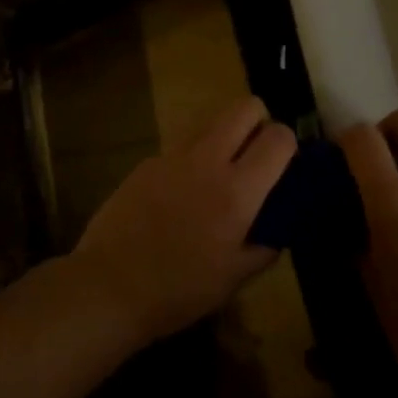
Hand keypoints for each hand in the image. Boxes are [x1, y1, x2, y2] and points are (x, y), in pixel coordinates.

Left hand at [70, 96, 296, 341]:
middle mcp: (207, 161)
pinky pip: (180, 144)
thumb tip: (277, 229)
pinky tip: (181, 192)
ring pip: (210, 119)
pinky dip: (193, 156)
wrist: (109, 286)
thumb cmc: (178, 289)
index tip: (285, 165)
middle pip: (244, 107)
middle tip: (256, 153)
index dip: (288, 144)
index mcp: (237, 190)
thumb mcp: (234, 279)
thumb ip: (264, 247)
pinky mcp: (146, 162)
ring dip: (225, 133)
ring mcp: (172, 157)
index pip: (278, 138)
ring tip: (220, 169)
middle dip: (259, 120)